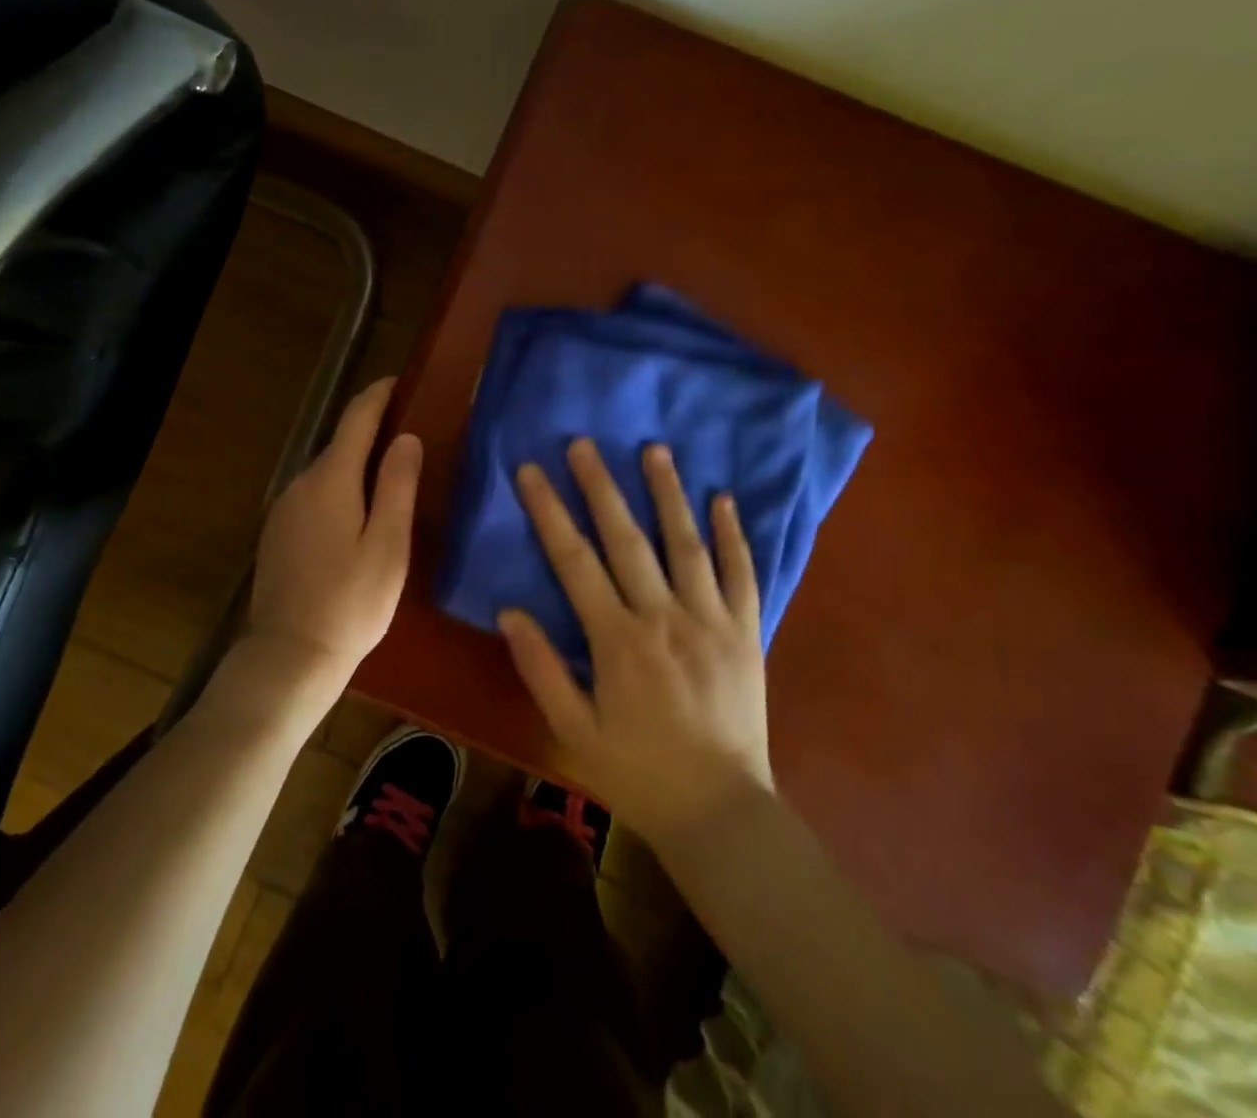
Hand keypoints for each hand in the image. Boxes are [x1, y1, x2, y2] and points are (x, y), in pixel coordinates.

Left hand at [227, 378, 421, 717]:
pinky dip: (339, 489)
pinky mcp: (278, 534)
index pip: (355, 419)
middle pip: (339, 444)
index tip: (400, 381)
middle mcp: (300, 484)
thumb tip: (406, 437)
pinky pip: (314, 495)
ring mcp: (284, 509)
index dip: (378, 395)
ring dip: (356, 463)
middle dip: (371, 431)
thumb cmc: (351, 602)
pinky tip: (358, 513)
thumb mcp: (387, 545)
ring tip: (391, 473)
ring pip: (326, 472)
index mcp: (330, 479)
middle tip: (410, 434)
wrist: (290, 656)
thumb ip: (397, 486)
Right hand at [500, 438, 772, 844]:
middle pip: (627, 539)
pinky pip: (742, 575)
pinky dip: (734, 535)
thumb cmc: (638, 773)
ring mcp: (711, 621)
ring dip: (669, 493)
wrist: (722, 813)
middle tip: (584, 442)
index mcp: (618, 641)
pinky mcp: (747, 633)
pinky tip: (724, 499)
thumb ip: (541, 668)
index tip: (532, 471)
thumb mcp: (573, 732)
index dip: (550, 512)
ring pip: (687, 544)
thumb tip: (509, 611)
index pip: (574, 561)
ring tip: (655, 449)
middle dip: (601, 486)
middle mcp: (664, 617)